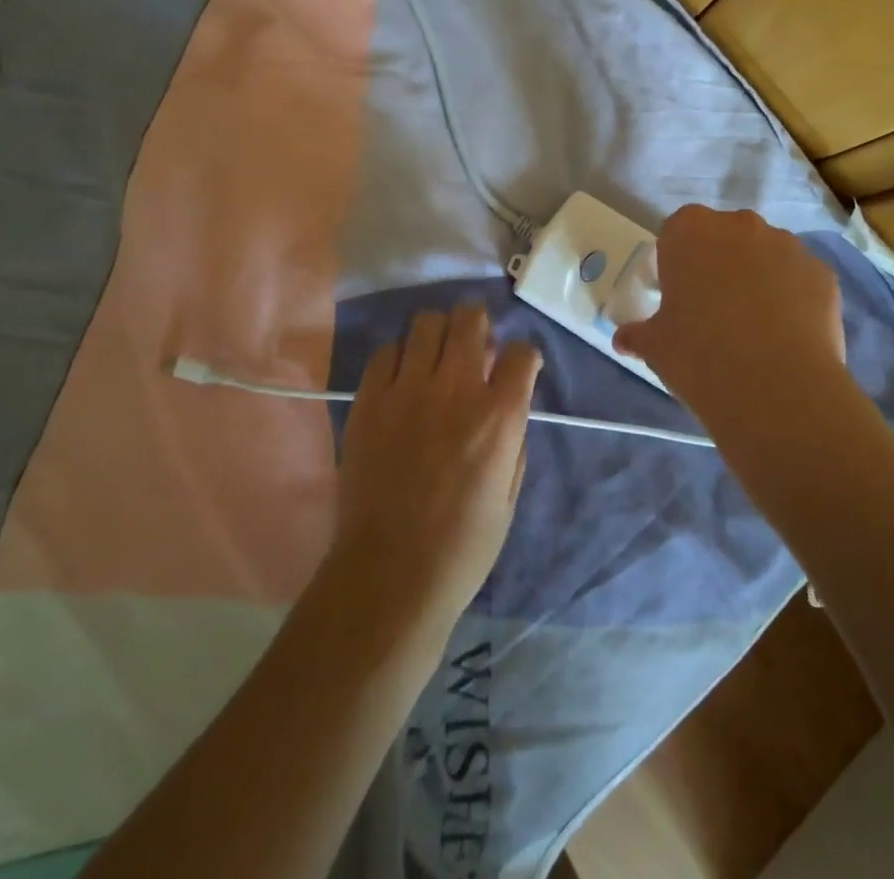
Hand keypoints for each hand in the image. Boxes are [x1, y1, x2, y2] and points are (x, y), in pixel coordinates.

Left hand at [330, 306, 541, 630]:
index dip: (524, 355)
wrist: (390, 574)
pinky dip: (399, 357)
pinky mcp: (369, 399)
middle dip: (479, 324)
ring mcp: (408, 389)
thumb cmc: (463, 546)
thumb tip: (508, 403)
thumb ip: (514, 438)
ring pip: (426, 323)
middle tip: (474, 343)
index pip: (522, 352)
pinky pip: (385, 351)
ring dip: (439, 333)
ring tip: (436, 355)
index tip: (517, 366)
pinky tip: (401, 379)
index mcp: (499, 415)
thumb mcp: (510, 494)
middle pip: (471, 319)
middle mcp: (456, 388)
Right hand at [613, 206, 846, 433]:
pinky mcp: (823, 273)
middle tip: (714, 312)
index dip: (678, 263)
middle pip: (725, 237)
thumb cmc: (698, 353)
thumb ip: (638, 334)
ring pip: (766, 255)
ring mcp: (787, 245)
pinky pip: (799, 279)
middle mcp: (740, 225)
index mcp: (690, 230)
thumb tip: (624, 340)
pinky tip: (787, 336)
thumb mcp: (655, 346)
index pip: (677, 232)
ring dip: (758, 278)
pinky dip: (793, 298)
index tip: (679, 296)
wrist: (774, 387)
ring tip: (756, 328)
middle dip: (720, 265)